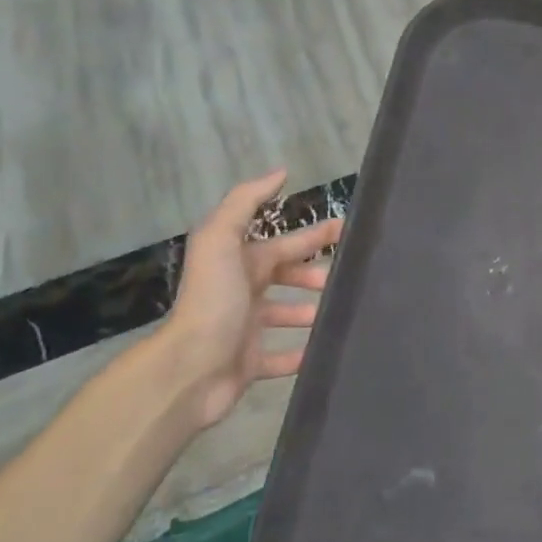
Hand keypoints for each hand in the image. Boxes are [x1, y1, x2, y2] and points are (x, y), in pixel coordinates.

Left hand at [162, 169, 342, 431]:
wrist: (190, 368)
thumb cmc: (213, 300)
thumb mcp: (220, 240)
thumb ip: (245, 202)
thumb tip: (280, 172)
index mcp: (238, 262)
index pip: (284, 244)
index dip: (315, 236)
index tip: (350, 231)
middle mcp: (241, 292)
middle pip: (286, 277)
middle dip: (317, 273)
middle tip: (352, 276)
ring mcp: (245, 329)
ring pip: (286, 315)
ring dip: (312, 312)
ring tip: (341, 312)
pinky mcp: (250, 364)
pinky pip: (282, 357)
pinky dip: (302, 353)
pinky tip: (324, 348)